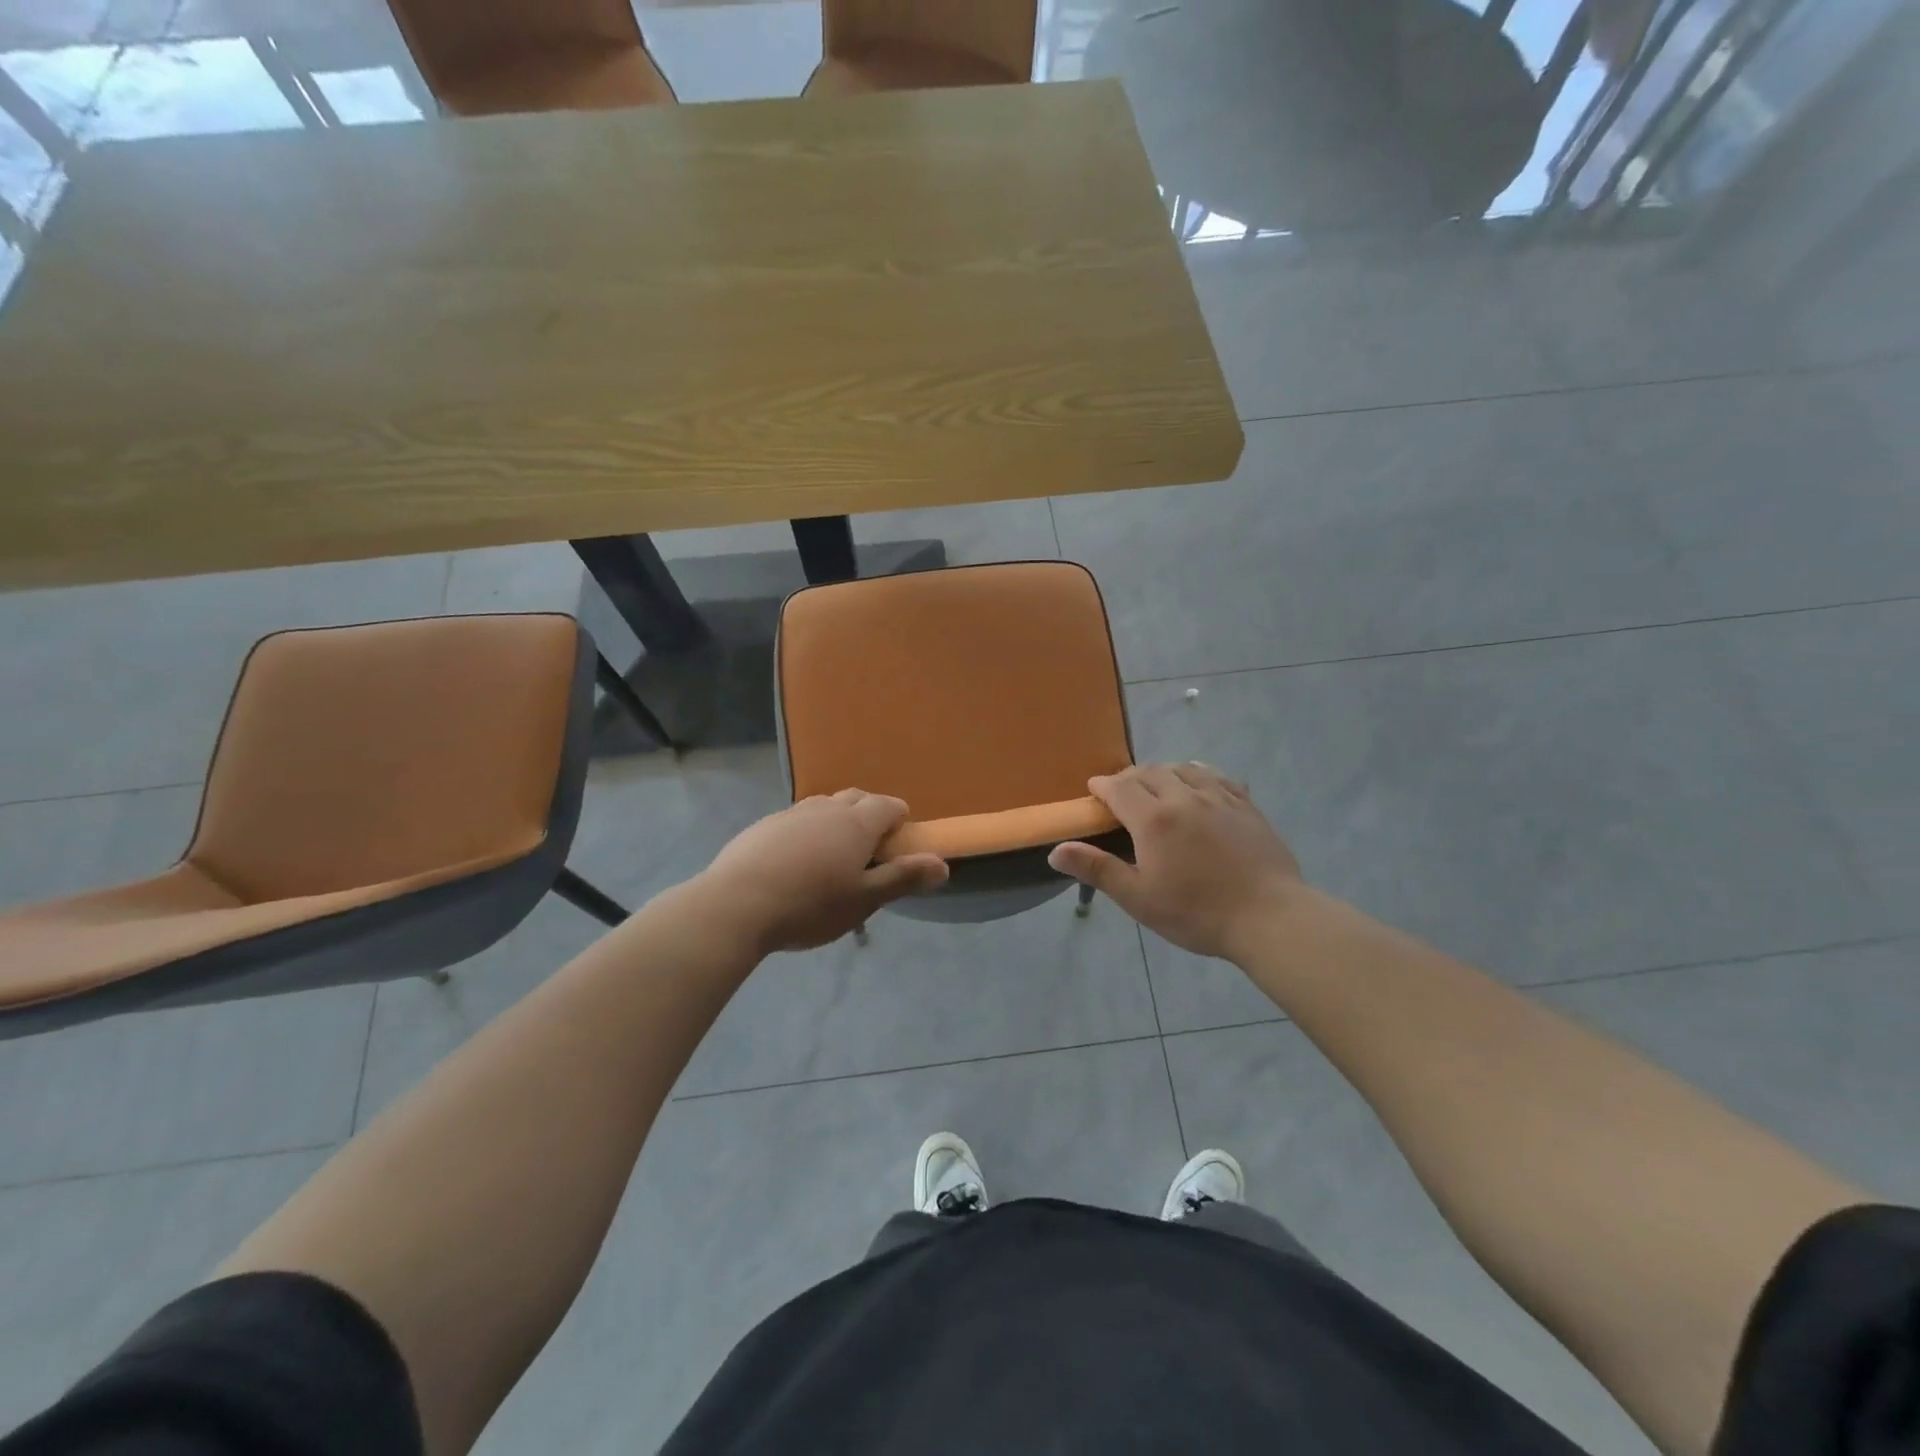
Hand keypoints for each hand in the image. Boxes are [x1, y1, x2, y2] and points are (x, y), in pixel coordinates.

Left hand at [696, 790, 947, 953]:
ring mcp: (790, 814)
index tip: (900, 837)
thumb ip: (903, 878)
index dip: (899, 817)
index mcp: (856, 823)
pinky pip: (795, 820)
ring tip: (834, 852)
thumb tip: (943, 864)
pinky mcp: (762, 827)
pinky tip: (796, 860)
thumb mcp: (864, 899)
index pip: (887, 806)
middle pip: (856, 798)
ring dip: (836, 820)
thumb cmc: (810, 905)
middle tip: (871, 845)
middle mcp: (825, 809)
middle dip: (869, 813)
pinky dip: (807, 831)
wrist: (736, 905)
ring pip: (823, 806)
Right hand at [1048, 763, 1301, 961]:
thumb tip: (1056, 850)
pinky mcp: (1246, 806)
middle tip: (1122, 793)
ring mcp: (1219, 798)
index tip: (1093, 791)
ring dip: (1163, 772)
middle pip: (1150, 772)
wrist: (1269, 917)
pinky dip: (1199, 774)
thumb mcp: (1139, 898)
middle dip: (1130, 778)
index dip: (1102, 786)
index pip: (1119, 787)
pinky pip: (1217, 777)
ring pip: (1184, 768)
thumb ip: (1097, 869)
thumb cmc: (1196, 912)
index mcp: (1153, 818)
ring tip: (1157, 786)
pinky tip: (1199, 785)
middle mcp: (1184, 797)